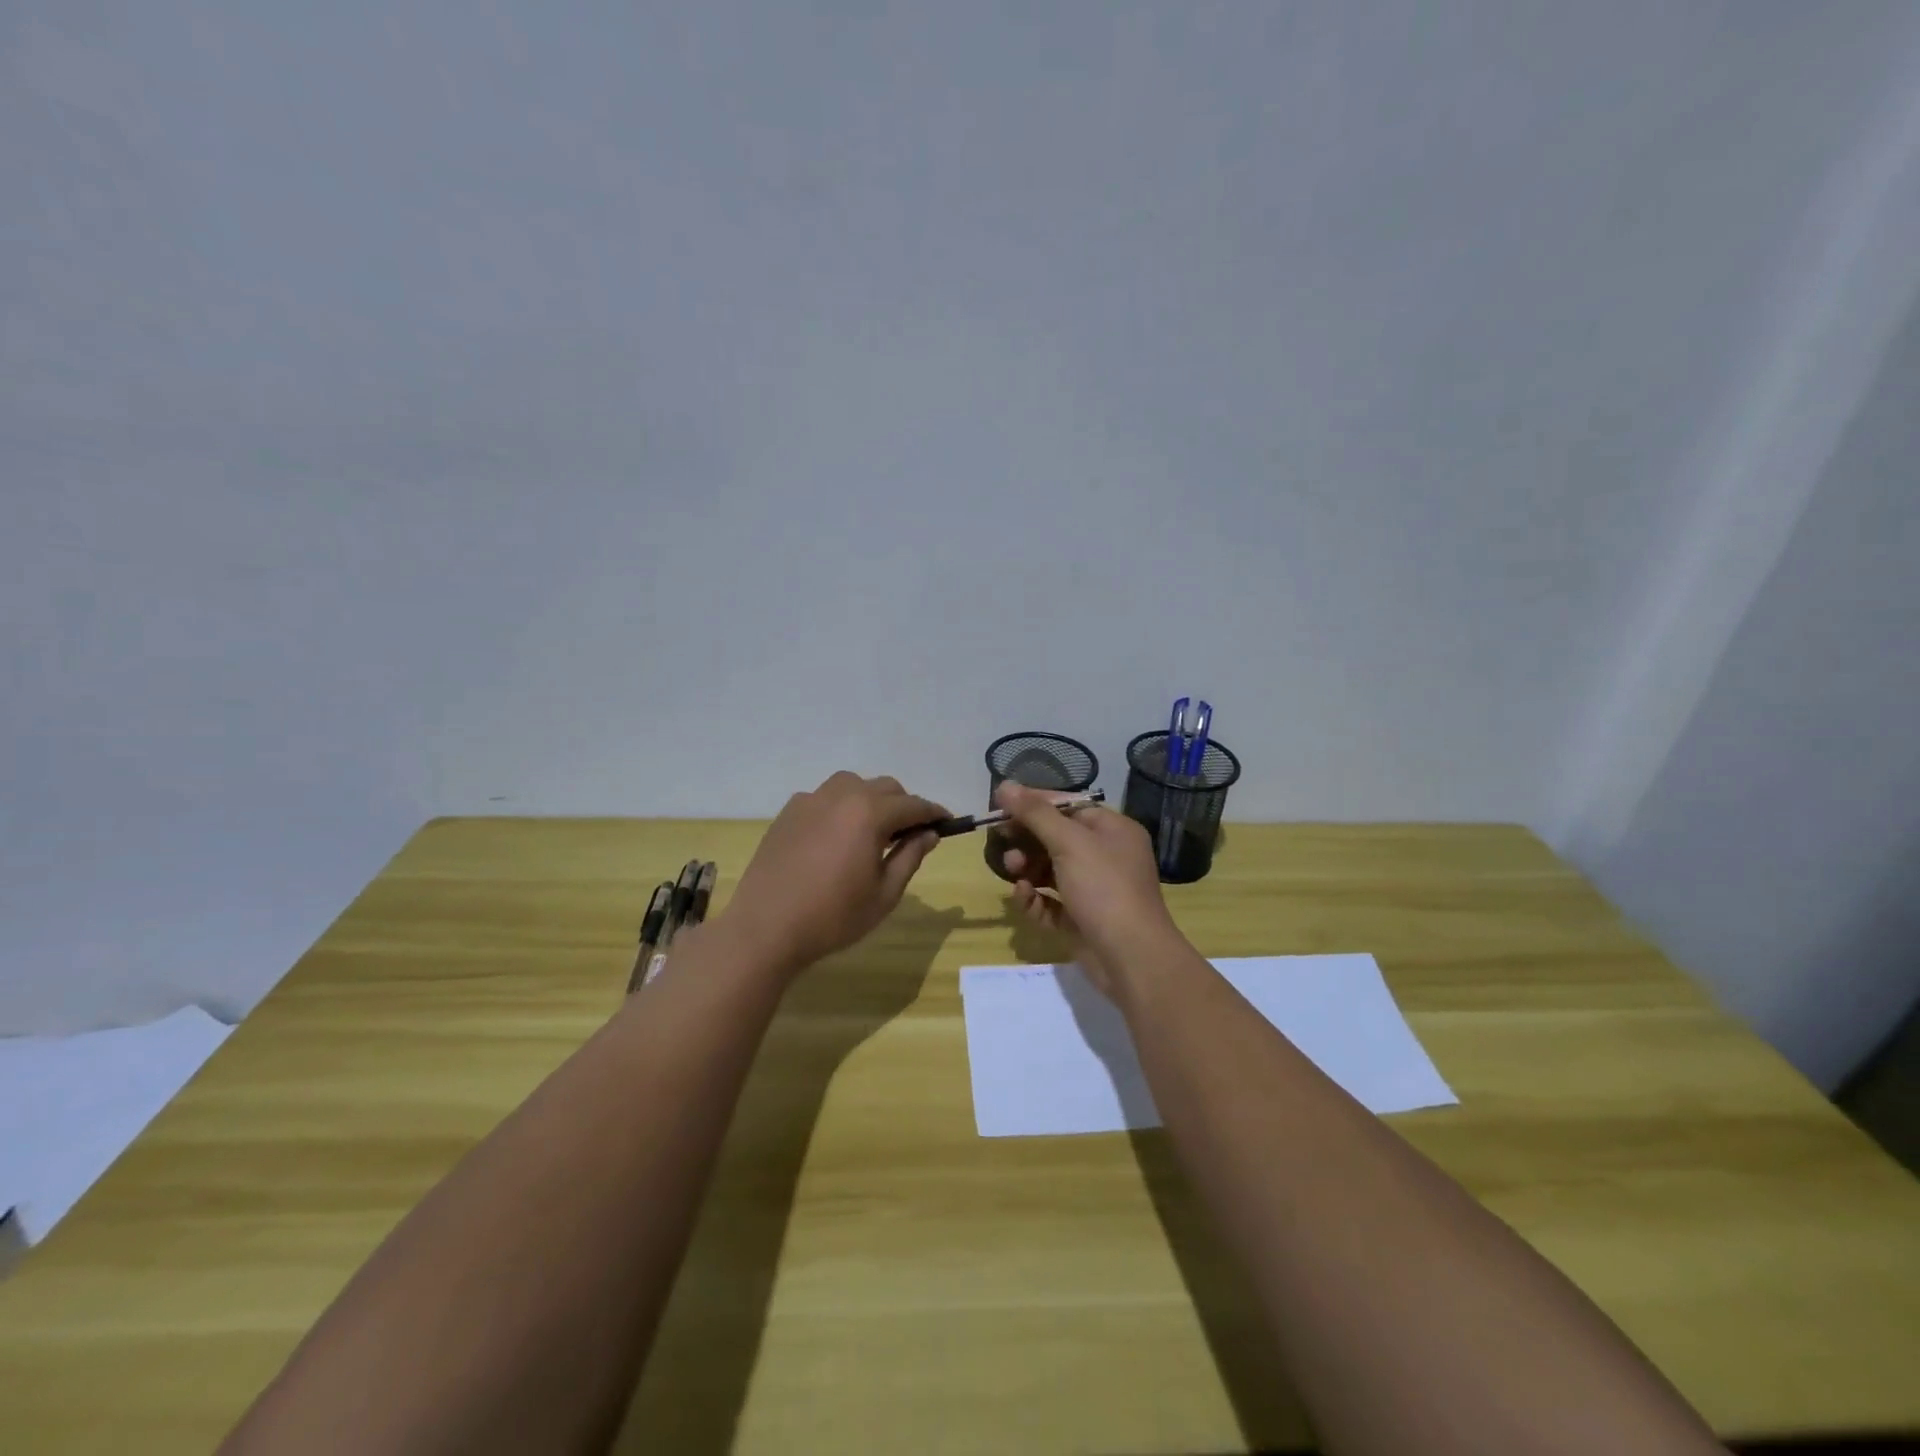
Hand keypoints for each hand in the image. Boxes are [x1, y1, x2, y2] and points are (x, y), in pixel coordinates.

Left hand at [720, 772, 947, 975]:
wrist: (765, 928)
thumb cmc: (833, 916)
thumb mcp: (884, 894)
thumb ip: (910, 857)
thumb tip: (929, 833)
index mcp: (869, 813)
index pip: (913, 805)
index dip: (934, 813)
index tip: (948, 823)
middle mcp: (841, 796)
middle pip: (885, 787)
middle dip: (904, 805)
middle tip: (911, 834)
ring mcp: (810, 800)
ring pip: (852, 785)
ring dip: (870, 799)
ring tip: (872, 830)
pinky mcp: (787, 813)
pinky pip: (823, 797)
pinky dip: (840, 807)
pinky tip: (836, 836)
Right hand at [998, 783, 1180, 993]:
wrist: (1131, 957)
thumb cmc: (1104, 887)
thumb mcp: (1069, 842)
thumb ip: (1035, 814)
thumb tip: (1005, 786)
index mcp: (1113, 830)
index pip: (1068, 806)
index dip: (1034, 804)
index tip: (1000, 806)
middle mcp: (1106, 856)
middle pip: (1056, 837)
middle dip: (1027, 839)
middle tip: (1001, 840)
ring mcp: (1094, 890)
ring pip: (1051, 870)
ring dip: (1027, 868)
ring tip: (1014, 872)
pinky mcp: (1081, 919)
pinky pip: (1051, 902)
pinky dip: (1035, 898)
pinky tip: (1023, 897)